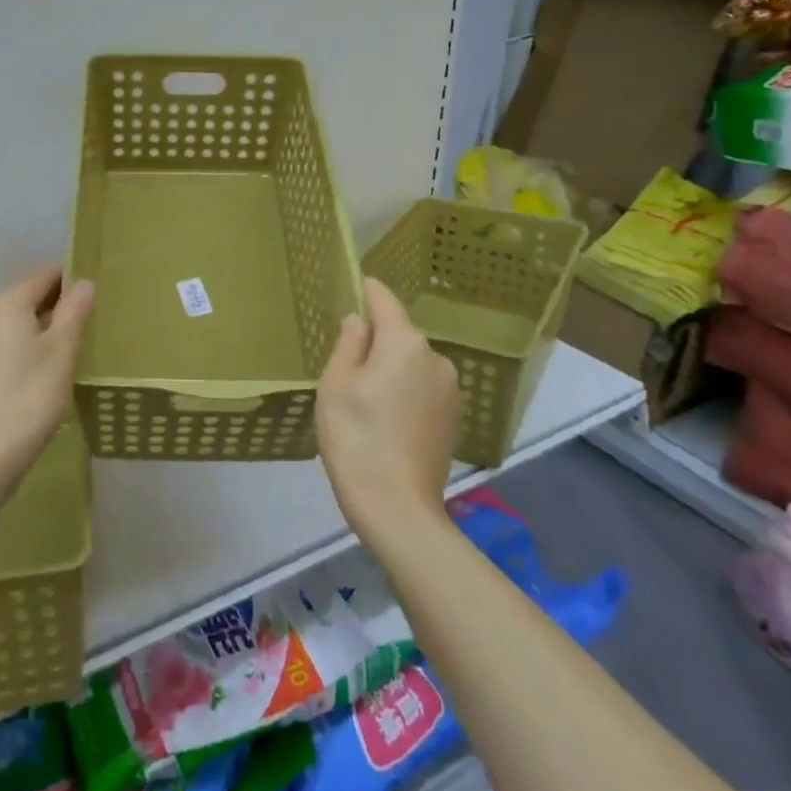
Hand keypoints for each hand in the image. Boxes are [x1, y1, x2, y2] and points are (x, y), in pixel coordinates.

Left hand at [0, 265, 94, 490]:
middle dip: (52, 307)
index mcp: (7, 303)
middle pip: (24, 298)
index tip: (92, 299)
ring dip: (34, 332)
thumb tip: (83, 281)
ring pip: (9, 325)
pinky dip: (16, 353)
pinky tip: (31, 380)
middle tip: (82, 330)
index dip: (70, 280)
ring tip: (60, 358)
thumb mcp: (62, 353)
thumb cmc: (27, 399)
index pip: (44, 274)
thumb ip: (74, 312)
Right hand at [316, 278, 461, 537]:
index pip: (385, 301)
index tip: (356, 283)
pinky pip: (424, 387)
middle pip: (400, 335)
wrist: (398, 508)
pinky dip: (406, 391)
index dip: (368, 290)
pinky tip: (387, 418)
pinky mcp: (455, 417)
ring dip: (392, 368)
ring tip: (366, 399)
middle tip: (346, 365)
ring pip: (412, 363)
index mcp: (404, 343)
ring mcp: (451, 389)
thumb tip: (359, 320)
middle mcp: (435, 358)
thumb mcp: (336, 385)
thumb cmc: (356, 438)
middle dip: (376, 340)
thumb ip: (348, 343)